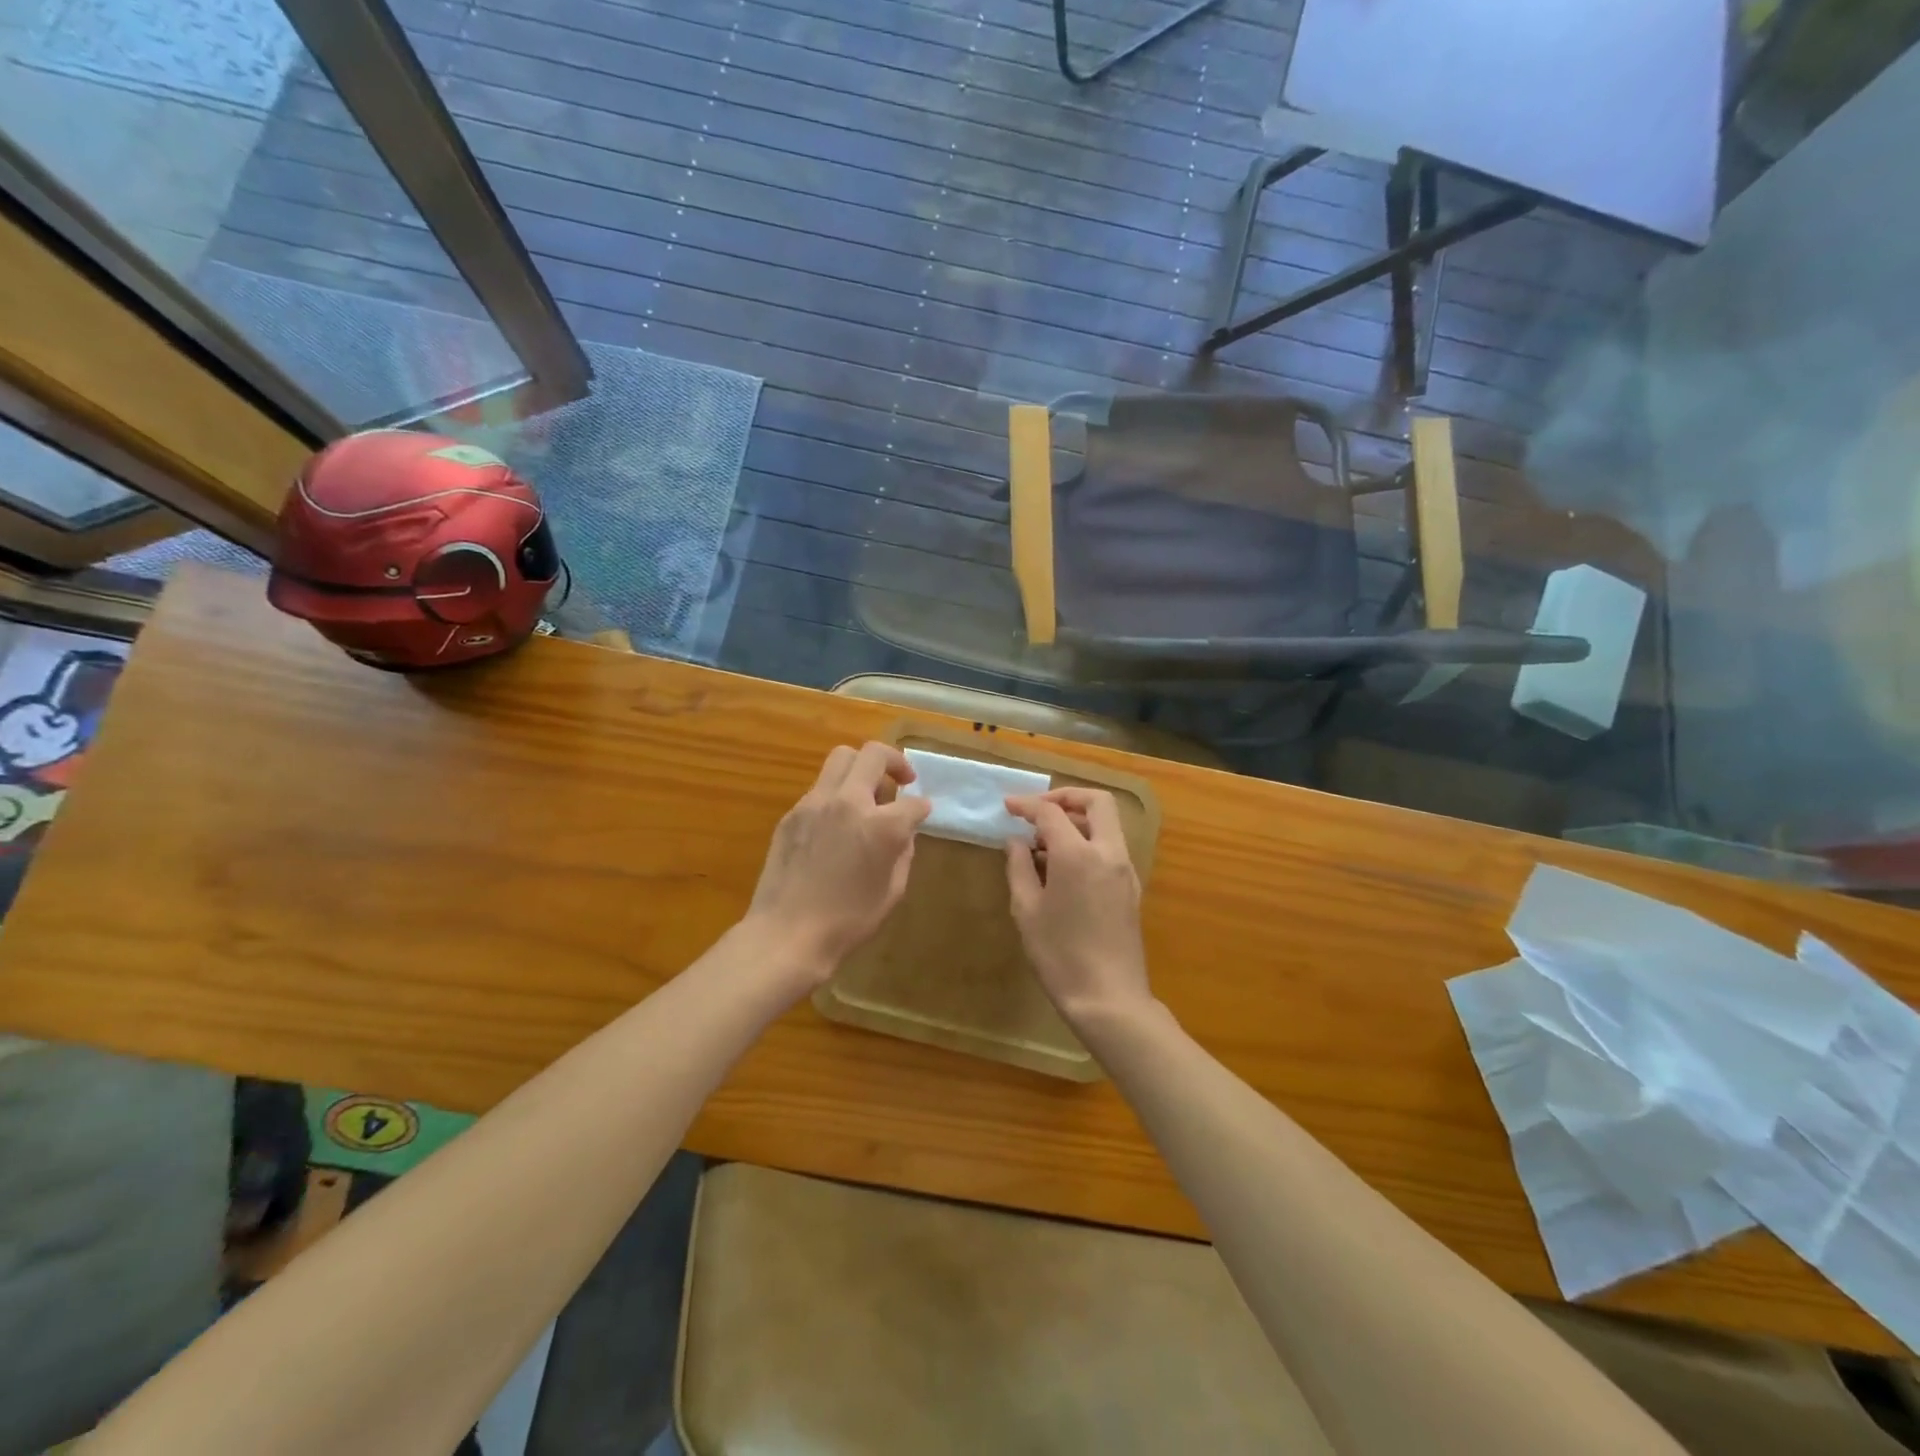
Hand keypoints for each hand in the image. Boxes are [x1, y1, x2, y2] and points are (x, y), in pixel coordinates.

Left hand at [746, 742, 930, 982]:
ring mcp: (815, 803)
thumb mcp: (892, 890)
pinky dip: (836, 794)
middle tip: (902, 780)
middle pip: (874, 754)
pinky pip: (820, 788)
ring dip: (861, 768)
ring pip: (841, 758)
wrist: (787, 934)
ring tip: (867, 795)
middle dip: (895, 761)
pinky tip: (837, 822)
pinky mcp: (792, 813)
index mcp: (881, 825)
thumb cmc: (848, 921)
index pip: (913, 802)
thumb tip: (904, 831)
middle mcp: (849, 802)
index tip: (922, 814)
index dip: (922, 808)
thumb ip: (903, 851)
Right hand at [1004, 788, 1152, 1028]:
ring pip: (1107, 823)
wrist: (1109, 998)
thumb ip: (1019, 867)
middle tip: (1037, 811)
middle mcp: (1108, 852)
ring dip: (1077, 820)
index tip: (1007, 806)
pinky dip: (1088, 841)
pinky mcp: (1131, 887)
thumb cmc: (1059, 955)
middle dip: (1065, 797)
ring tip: (1044, 843)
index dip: (1026, 805)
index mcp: (1078, 854)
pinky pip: (1110, 847)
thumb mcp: (1027, 910)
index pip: (1051, 812)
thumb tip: (1016, 841)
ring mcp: (1125, 869)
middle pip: (1096, 801)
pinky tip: (1063, 866)